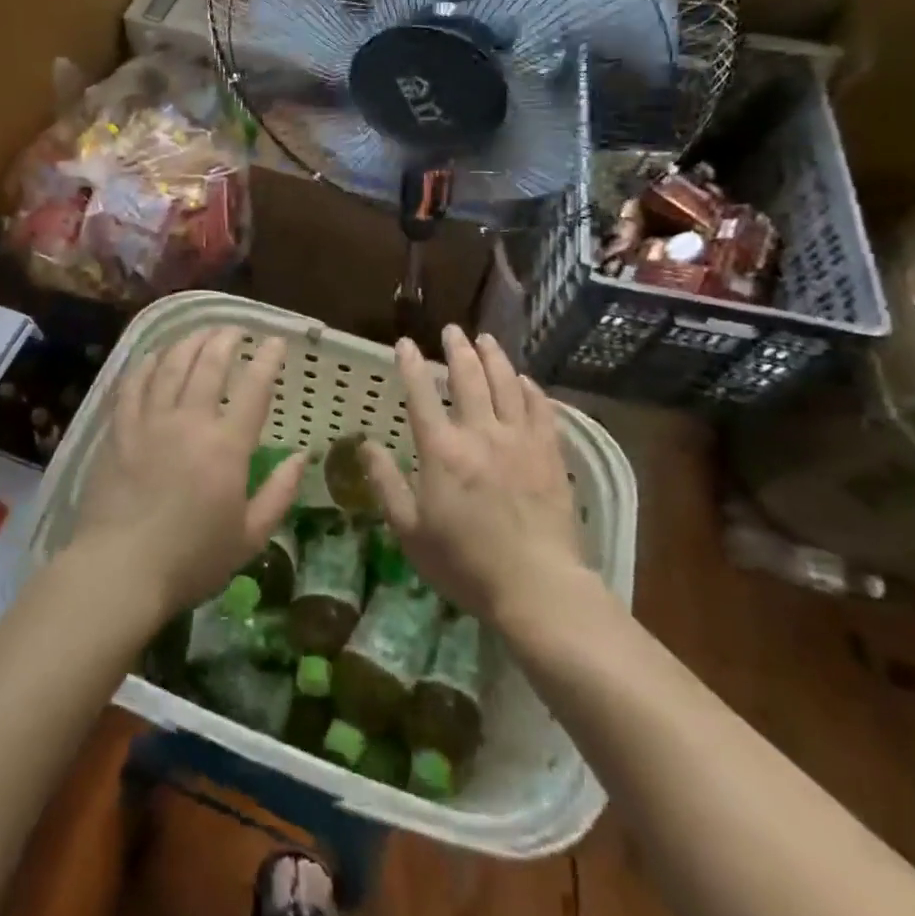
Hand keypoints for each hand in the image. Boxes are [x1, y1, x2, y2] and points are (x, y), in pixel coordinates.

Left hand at [72, 326, 303, 616]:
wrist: (120, 571)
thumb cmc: (191, 560)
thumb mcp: (249, 537)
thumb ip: (279, 494)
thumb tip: (301, 457)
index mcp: (226, 446)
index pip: (253, 389)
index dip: (268, 360)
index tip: (276, 342)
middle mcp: (189, 421)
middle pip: (209, 364)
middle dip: (227, 340)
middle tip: (236, 330)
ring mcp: (150, 422)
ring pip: (171, 365)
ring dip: (190, 342)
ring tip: (202, 332)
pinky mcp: (119, 430)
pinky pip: (134, 384)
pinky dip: (148, 363)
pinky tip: (157, 354)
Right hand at [362, 325, 585, 626]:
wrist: (536, 585)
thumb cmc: (464, 562)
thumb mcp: (409, 530)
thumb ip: (386, 483)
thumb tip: (365, 445)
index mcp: (442, 450)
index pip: (421, 394)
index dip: (410, 364)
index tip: (404, 343)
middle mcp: (480, 433)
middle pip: (468, 377)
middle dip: (457, 349)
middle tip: (452, 330)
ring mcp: (519, 440)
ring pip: (506, 384)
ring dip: (494, 357)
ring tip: (486, 339)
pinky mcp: (549, 453)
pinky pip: (542, 409)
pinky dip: (531, 389)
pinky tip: (526, 380)